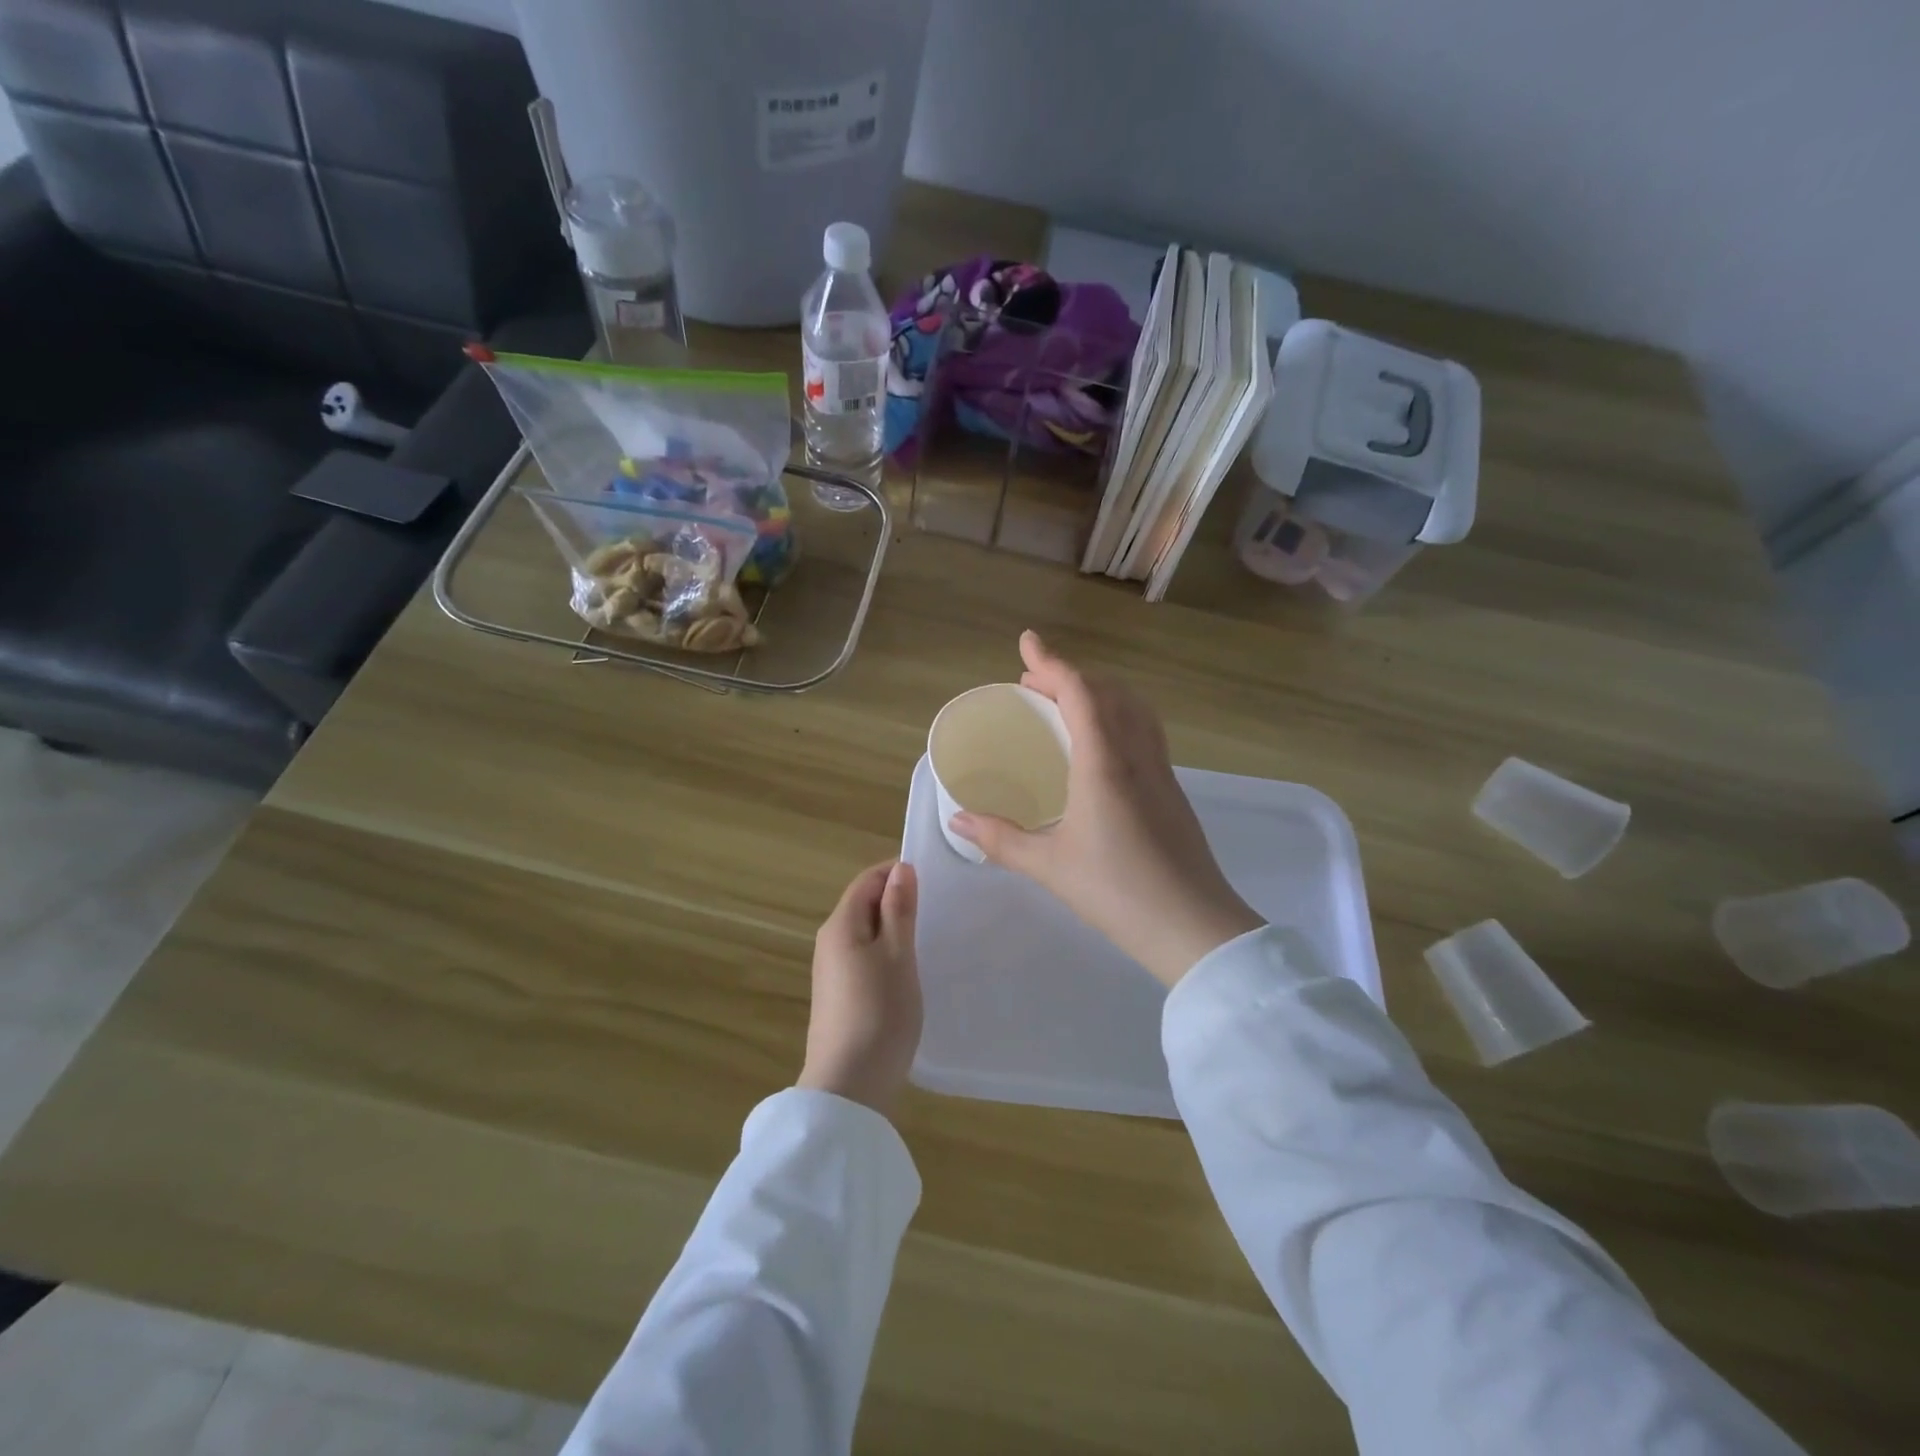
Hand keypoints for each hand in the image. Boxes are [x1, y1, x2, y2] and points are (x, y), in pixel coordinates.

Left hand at [797, 860, 921, 1116]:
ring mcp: (832, 971)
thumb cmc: (879, 1012)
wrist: (849, 1085)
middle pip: (864, 904)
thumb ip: (898, 909)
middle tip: (939, 905)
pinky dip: (887, 953)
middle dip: (898, 899)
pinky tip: (910, 969)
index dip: (897, 872)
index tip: (934, 877)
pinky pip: (865, 957)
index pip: (867, 880)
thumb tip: (901, 868)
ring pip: (866, 933)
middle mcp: (830, 941)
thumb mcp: (897, 954)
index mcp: (841, 925)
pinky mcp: (840, 996)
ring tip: (930, 934)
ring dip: (894, 927)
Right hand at [951, 632, 1262, 987]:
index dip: (1051, 662)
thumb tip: (958, 820)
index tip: (1026, 642)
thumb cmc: (1116, 891)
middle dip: (1069, 675)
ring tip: (1066, 703)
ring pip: (1133, 707)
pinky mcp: (1173, 790)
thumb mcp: (1049, 866)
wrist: (1194, 926)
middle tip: (1033, 683)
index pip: (1079, 692)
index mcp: (1103, 763)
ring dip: (1098, 691)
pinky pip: (1144, 730)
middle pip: (1108, 691)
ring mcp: (1161, 770)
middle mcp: (1136, 754)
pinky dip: (1117, 714)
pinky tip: (1101, 743)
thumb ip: (1001, 839)